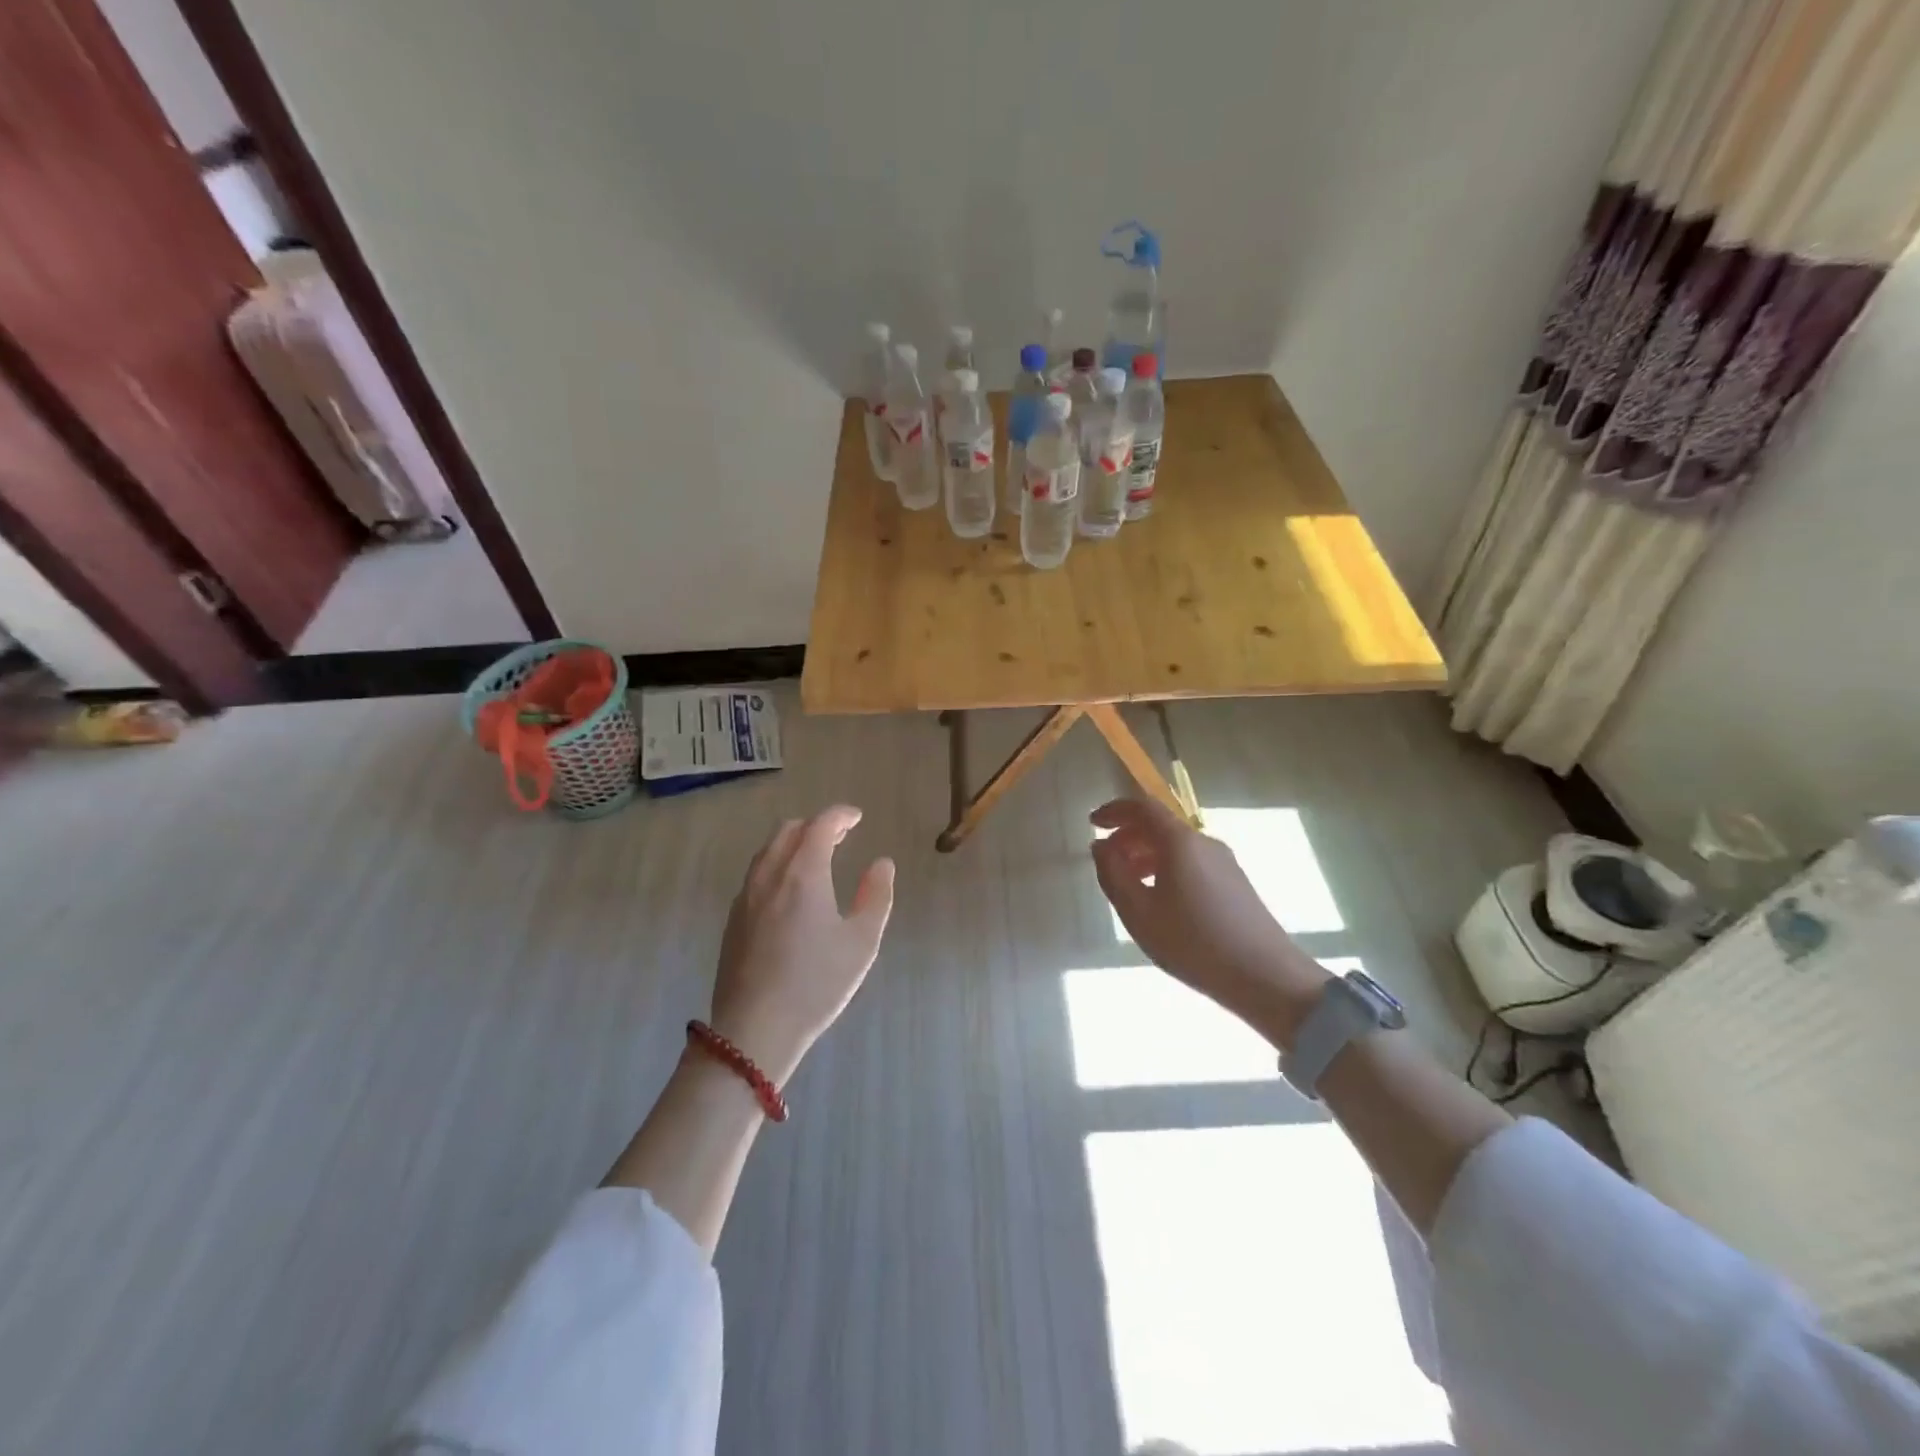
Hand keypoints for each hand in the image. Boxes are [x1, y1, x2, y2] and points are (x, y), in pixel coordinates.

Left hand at [709, 805, 894, 1082]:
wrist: (754, 1028)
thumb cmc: (816, 984)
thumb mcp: (861, 942)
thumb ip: (877, 896)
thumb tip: (882, 864)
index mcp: (803, 873)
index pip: (820, 825)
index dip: (840, 815)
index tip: (856, 817)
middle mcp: (770, 875)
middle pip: (789, 830)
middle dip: (816, 825)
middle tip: (840, 836)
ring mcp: (746, 896)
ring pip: (768, 851)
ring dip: (793, 843)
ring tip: (815, 858)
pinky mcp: (733, 918)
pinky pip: (756, 874)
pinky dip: (777, 864)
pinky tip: (789, 891)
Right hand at [1090, 798, 1326, 1029]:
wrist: (1265, 976)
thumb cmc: (1192, 942)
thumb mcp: (1138, 912)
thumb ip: (1113, 874)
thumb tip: (1101, 846)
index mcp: (1180, 842)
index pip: (1143, 807)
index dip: (1115, 810)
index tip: (1093, 823)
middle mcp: (1204, 842)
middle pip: (1160, 824)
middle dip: (1128, 835)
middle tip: (1106, 859)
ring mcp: (1224, 862)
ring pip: (1176, 845)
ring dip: (1146, 854)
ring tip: (1128, 883)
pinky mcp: (1235, 882)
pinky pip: (1192, 861)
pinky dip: (1166, 867)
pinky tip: (1159, 899)